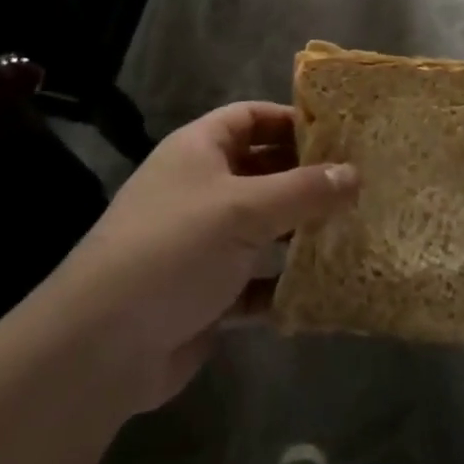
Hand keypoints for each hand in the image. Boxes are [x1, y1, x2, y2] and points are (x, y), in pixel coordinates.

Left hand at [40, 102, 356, 413]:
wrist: (103, 346)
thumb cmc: (175, 248)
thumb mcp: (245, 209)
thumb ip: (304, 191)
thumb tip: (355, 173)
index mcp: (200, 149)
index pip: (251, 117)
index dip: (292, 120)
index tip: (340, 134)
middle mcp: (201, 187)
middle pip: (262, 171)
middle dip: (306, 179)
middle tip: (360, 186)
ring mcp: (203, 242)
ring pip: (263, 227)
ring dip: (300, 232)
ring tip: (354, 232)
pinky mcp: (207, 292)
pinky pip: (256, 279)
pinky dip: (283, 283)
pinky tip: (322, 290)